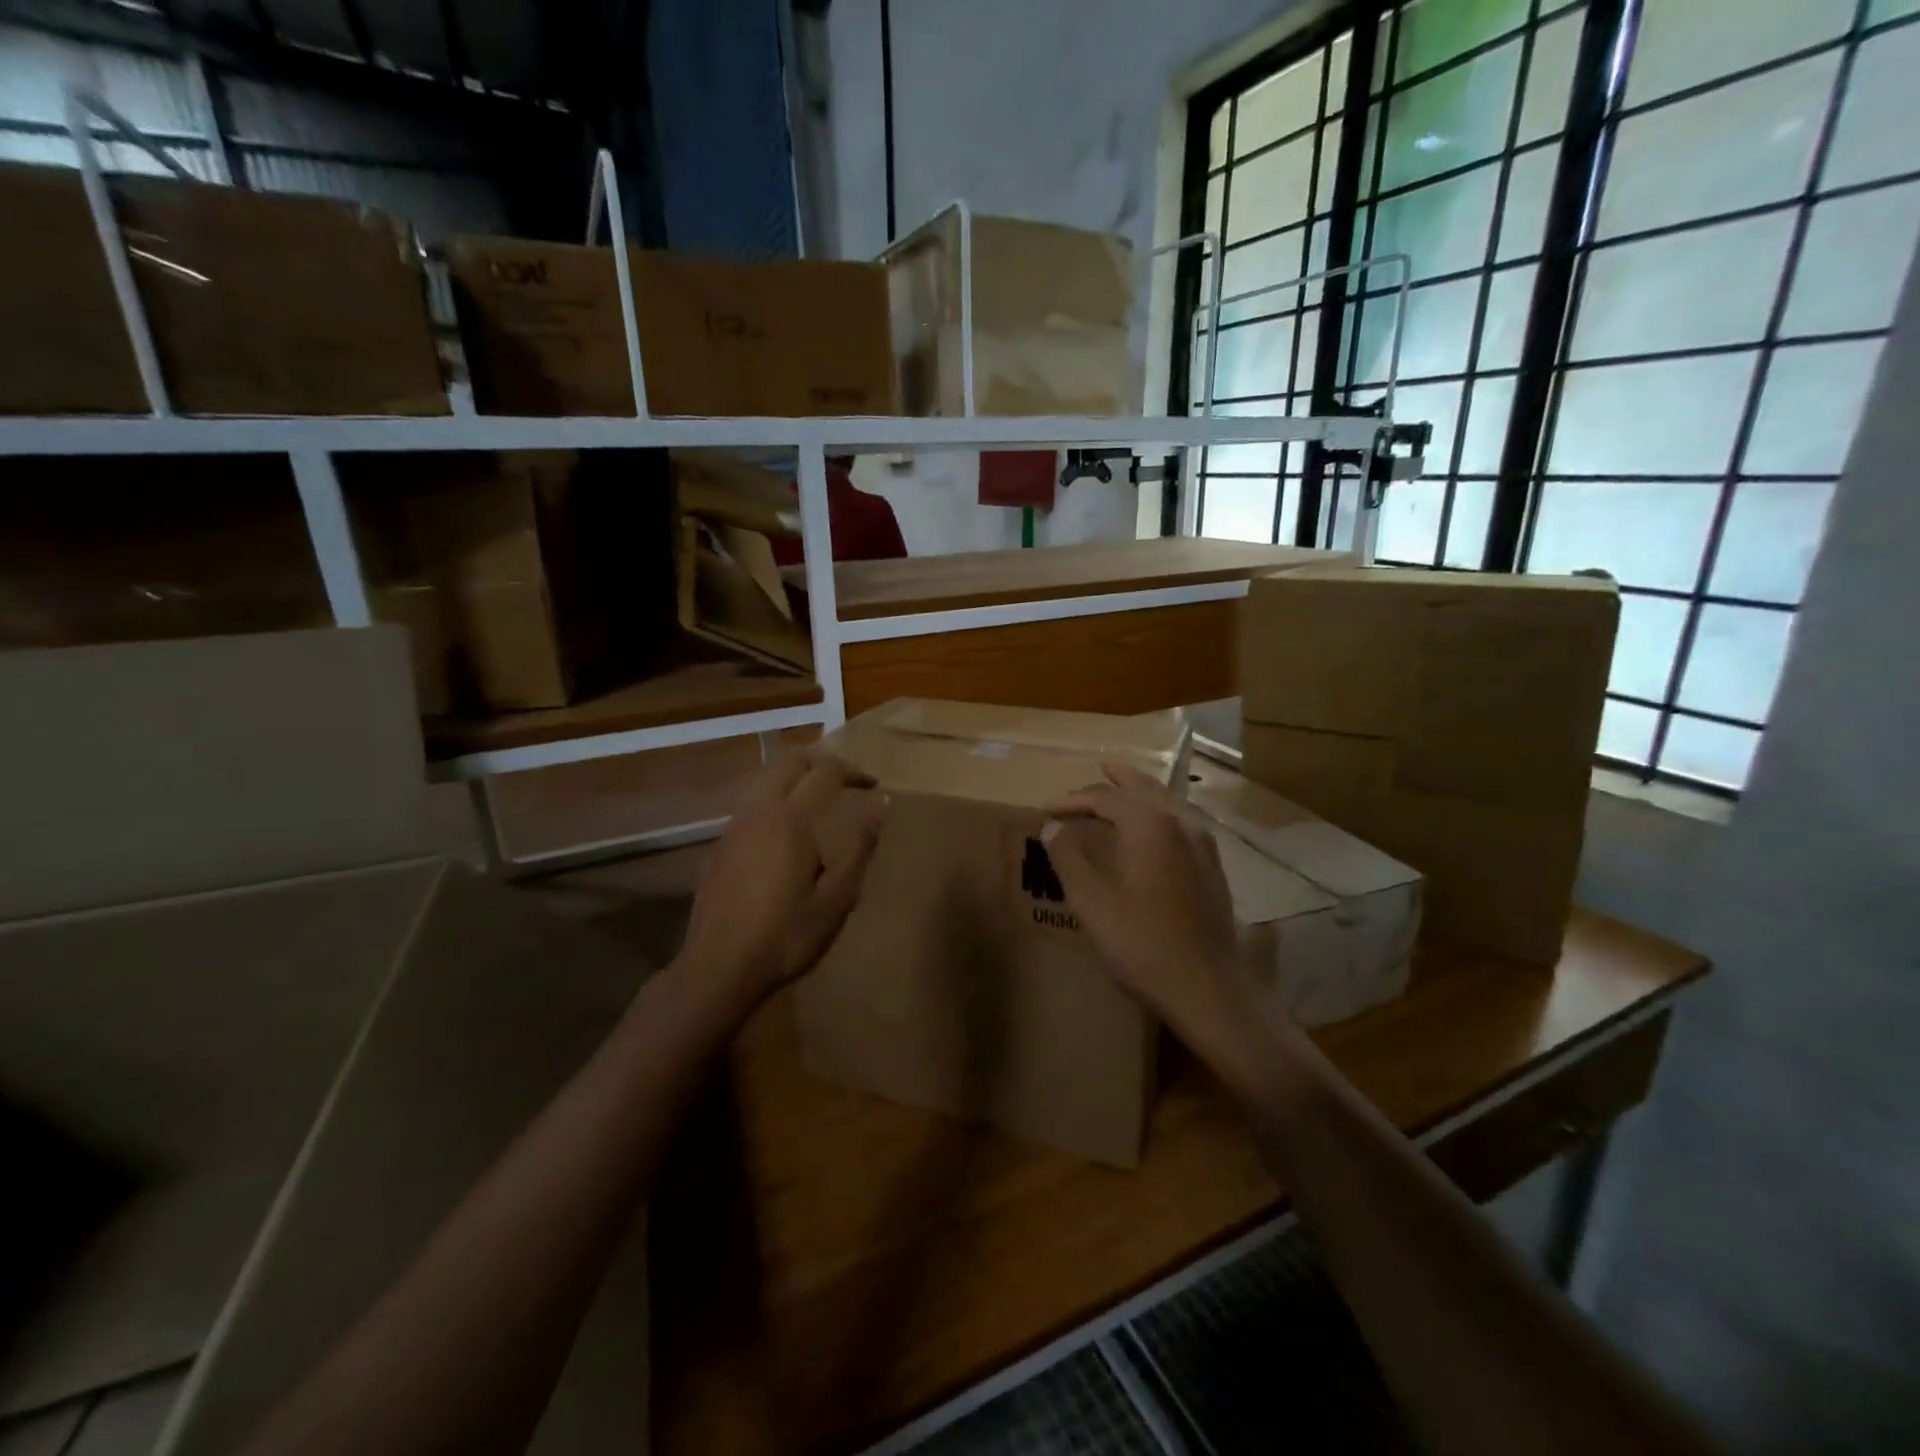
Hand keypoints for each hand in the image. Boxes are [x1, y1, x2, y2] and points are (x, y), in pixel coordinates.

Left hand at [678, 748, 883, 1011]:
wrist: (718, 969)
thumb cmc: (785, 936)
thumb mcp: (836, 899)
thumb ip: (859, 848)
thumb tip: (879, 804)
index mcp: (791, 821)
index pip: (825, 773)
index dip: (853, 772)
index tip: (873, 785)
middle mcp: (759, 812)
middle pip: (790, 762)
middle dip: (822, 762)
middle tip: (847, 780)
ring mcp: (734, 827)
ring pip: (766, 779)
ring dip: (796, 777)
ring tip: (819, 798)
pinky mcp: (720, 846)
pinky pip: (752, 804)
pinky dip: (776, 798)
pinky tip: (786, 831)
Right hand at [1044, 762, 1261, 1066]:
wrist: (1207, 987)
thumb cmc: (1142, 943)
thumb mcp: (1092, 902)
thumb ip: (1069, 858)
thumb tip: (1053, 827)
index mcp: (1149, 825)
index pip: (1104, 798)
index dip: (1072, 801)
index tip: (1046, 811)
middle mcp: (1180, 823)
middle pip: (1144, 788)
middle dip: (1118, 780)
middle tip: (1099, 769)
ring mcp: (1203, 845)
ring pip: (1168, 803)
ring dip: (1142, 794)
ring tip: (1124, 791)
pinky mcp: (1213, 868)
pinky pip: (1182, 823)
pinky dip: (1160, 814)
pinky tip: (1154, 831)